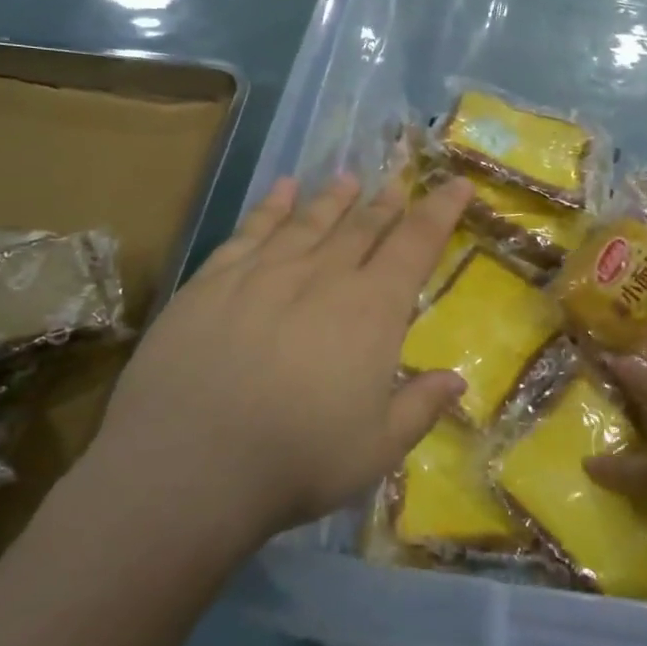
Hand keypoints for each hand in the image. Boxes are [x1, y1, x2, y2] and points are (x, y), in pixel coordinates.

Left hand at [86, 173, 473, 547]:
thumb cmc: (296, 462)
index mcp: (371, 311)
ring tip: (348, 178)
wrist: (187, 466)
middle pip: (362, 226)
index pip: (415, 245)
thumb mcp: (376, 450)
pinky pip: (251, 229)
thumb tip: (458, 379)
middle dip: (386, 203)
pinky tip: (282, 189)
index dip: (440, 211)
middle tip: (398, 183)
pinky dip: (272, 206)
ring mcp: (264, 272)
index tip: (456, 185)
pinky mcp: (213, 279)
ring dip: (333, 198)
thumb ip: (420, 407)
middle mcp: (322, 276)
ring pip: (309, 221)